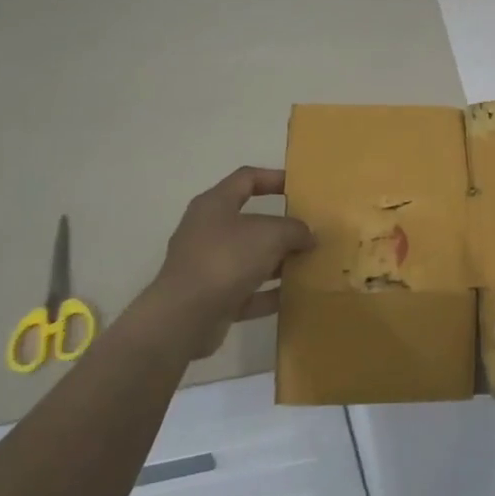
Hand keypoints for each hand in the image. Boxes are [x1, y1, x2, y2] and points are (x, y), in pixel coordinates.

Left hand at [149, 167, 313, 357]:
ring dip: (277, 262)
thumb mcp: (271, 234)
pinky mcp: (209, 298)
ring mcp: (206, 266)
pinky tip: (293, 297)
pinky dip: (267, 293)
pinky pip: (246, 290)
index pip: (246, 178)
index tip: (300, 187)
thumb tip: (307, 236)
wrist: (184, 317)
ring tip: (308, 264)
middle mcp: (207, 231)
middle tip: (309, 231)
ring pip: (249, 258)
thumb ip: (295, 230)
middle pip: (249, 221)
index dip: (274, 178)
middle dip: (281, 227)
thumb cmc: (226, 259)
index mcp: (215, 204)